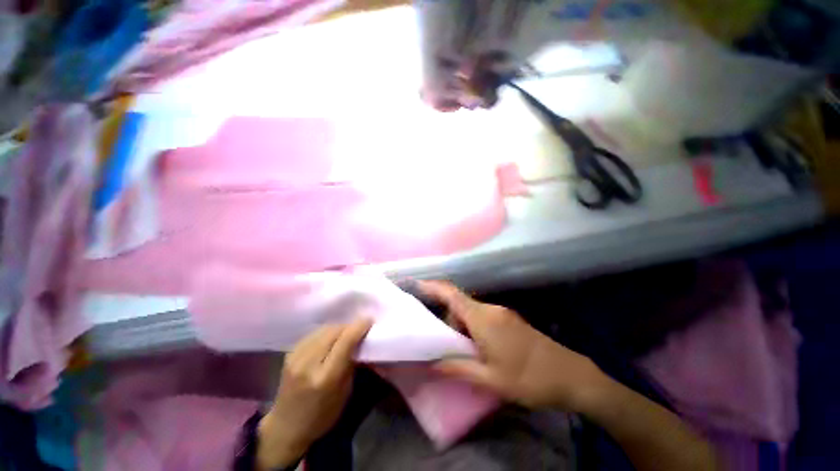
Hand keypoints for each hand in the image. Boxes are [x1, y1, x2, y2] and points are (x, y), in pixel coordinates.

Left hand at [257, 319, 372, 469]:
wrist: (287, 423)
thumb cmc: (321, 418)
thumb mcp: (343, 398)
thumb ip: (350, 371)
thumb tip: (358, 349)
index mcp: (325, 378)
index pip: (343, 344)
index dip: (357, 329)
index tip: (369, 320)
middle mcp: (308, 363)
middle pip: (330, 332)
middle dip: (347, 327)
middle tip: (360, 328)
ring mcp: (295, 357)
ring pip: (318, 331)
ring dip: (334, 329)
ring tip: (346, 333)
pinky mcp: (288, 355)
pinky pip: (309, 337)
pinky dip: (322, 334)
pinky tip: (328, 339)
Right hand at [420, 281, 608, 411]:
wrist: (570, 377)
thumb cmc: (528, 379)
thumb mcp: (489, 379)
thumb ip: (457, 368)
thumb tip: (431, 363)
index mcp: (486, 319)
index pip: (452, 294)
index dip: (431, 287)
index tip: (411, 287)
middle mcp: (496, 312)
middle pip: (460, 307)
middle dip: (445, 325)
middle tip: (434, 350)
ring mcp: (508, 318)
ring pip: (473, 317)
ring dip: (461, 333)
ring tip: (455, 359)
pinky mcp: (517, 327)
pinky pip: (487, 324)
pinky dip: (475, 335)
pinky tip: (476, 357)